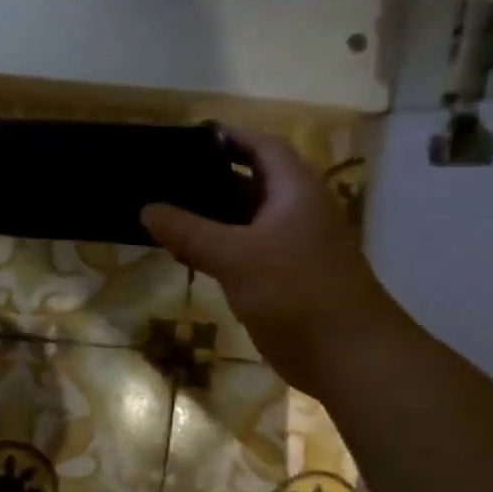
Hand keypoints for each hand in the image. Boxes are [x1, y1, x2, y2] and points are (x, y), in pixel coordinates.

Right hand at [141, 130, 403, 390]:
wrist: (346, 354)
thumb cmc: (295, 291)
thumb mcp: (235, 255)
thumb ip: (188, 230)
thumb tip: (146, 209)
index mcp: (296, 191)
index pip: (263, 147)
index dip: (230, 137)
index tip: (188, 138)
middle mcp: (296, 211)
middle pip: (252, 180)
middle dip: (211, 177)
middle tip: (165, 175)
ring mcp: (291, 245)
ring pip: (245, 218)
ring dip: (210, 215)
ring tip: (164, 210)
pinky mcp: (282, 276)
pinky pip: (243, 249)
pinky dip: (216, 245)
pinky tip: (184, 251)